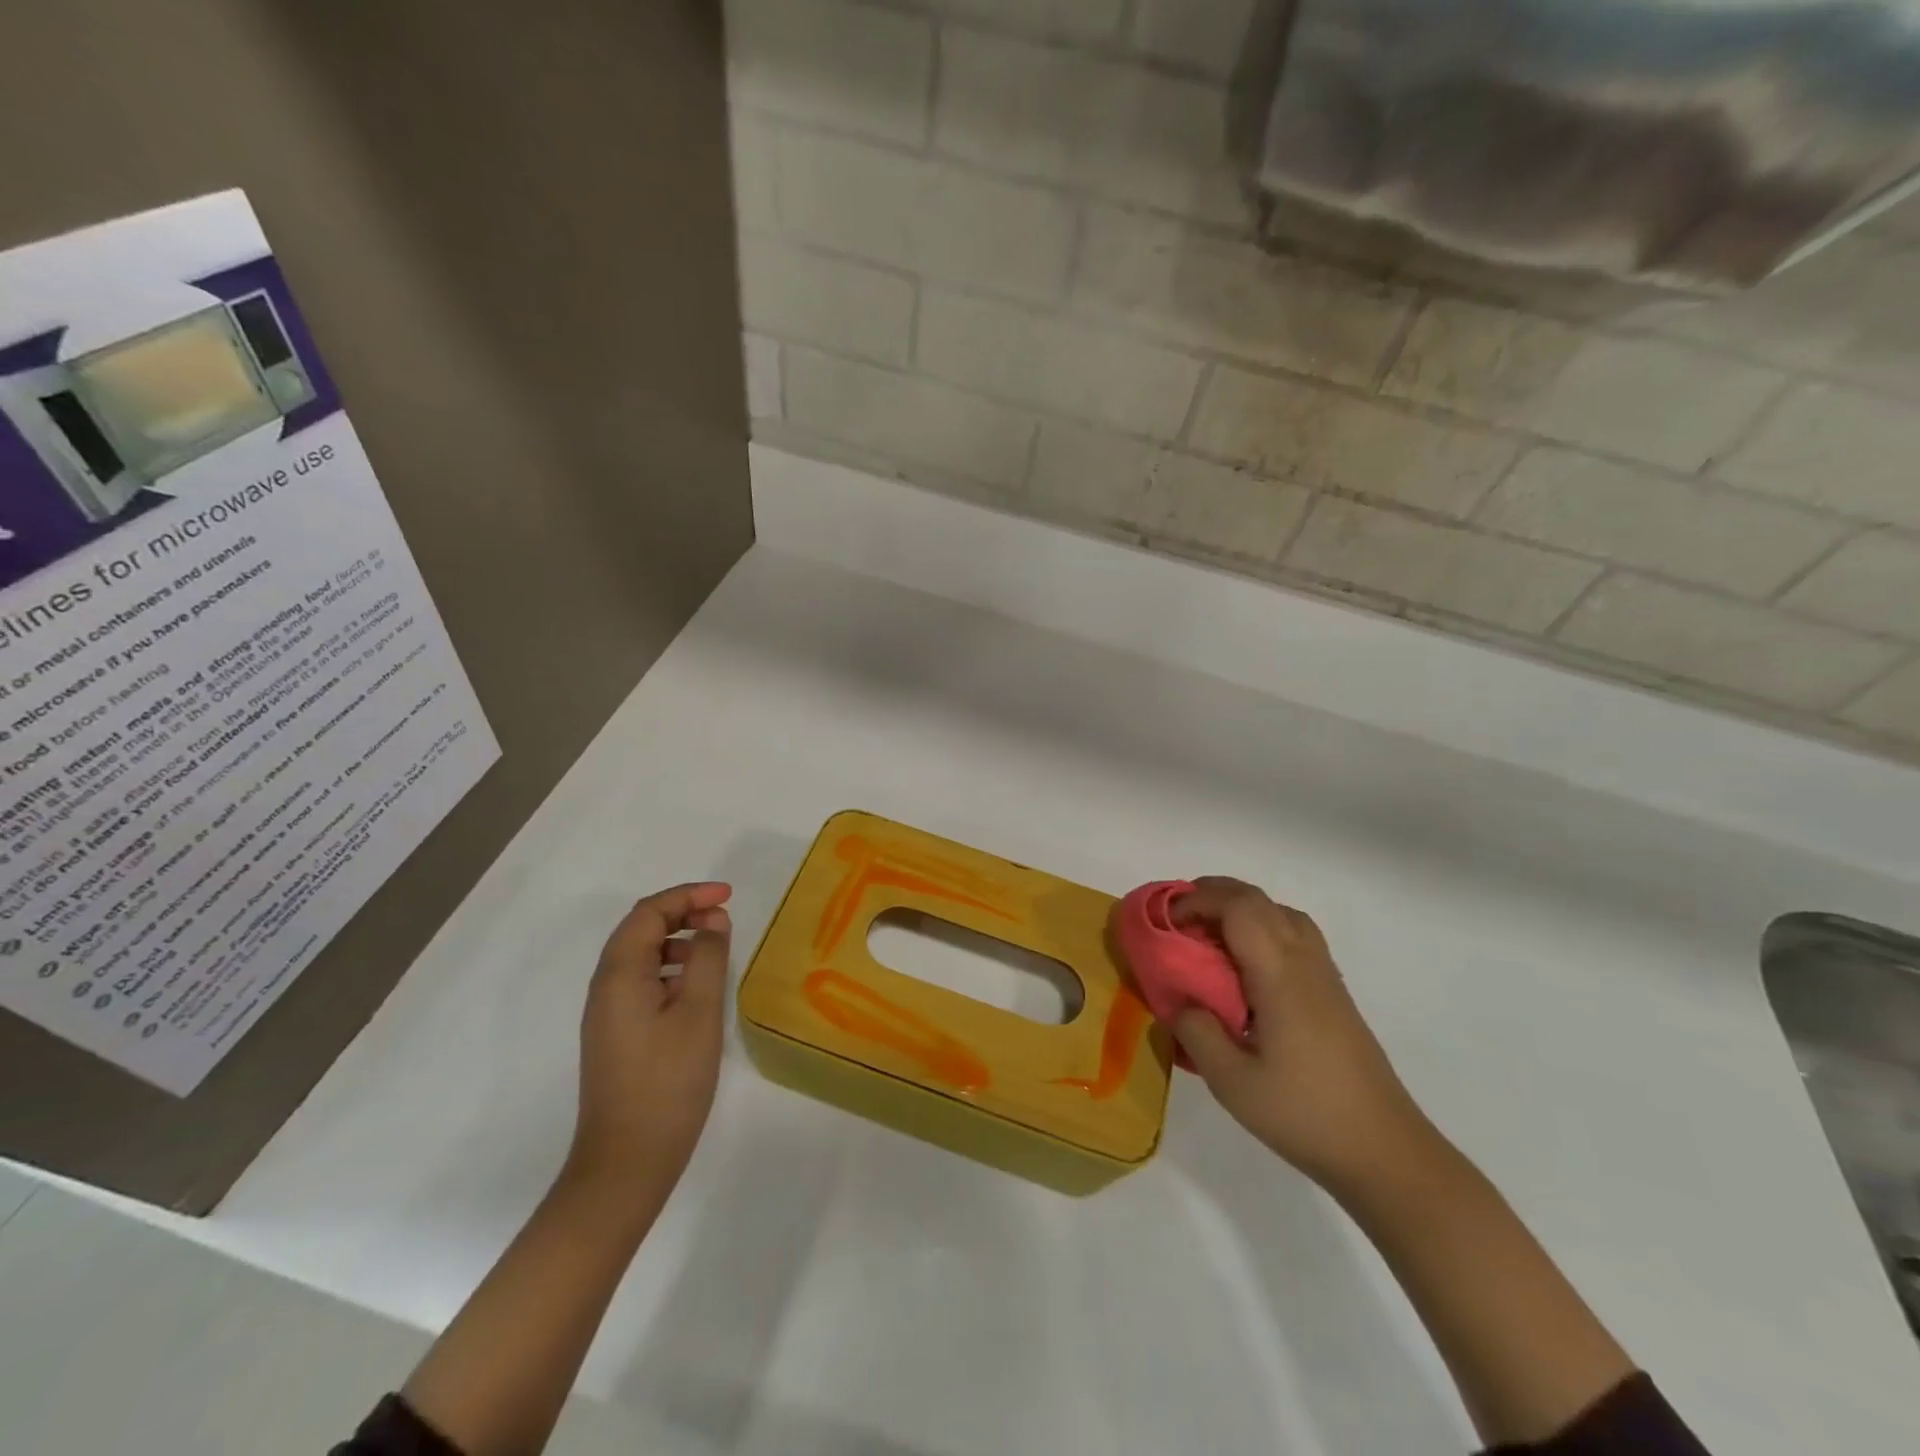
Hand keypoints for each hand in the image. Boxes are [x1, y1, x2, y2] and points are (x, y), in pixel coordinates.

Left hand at [566, 881, 732, 1203]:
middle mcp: (604, 986)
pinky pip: (640, 981)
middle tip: (724, 916)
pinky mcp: (615, 1034)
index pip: (649, 912)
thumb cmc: (668, 1082)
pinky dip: (669, 967)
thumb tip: (713, 920)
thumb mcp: (700, 1013)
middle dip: (682, 912)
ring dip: (676, 939)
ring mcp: (606, 1013)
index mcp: (620, 974)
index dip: (688, 895)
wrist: (626, 1162)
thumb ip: (708, 957)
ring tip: (715, 948)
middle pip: (640, 928)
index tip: (728, 896)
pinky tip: (696, 987)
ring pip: (639, 955)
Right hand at [1170, 877, 1433, 1193]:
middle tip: (1177, 919)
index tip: (1165, 922)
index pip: (1238, 907)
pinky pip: (1295, 935)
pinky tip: (1246, 967)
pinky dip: (1262, 928)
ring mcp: (1324, 975)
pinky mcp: (1333, 993)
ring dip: (1240, 909)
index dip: (1197, 901)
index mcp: (1279, 975)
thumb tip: (1181, 1001)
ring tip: (1209, 935)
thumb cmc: (1304, 1114)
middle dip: (1213, 894)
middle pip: (1259, 900)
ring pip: (1281, 912)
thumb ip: (1196, 1032)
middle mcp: (1304, 962)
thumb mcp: (1232, 1082)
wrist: (1384, 1151)